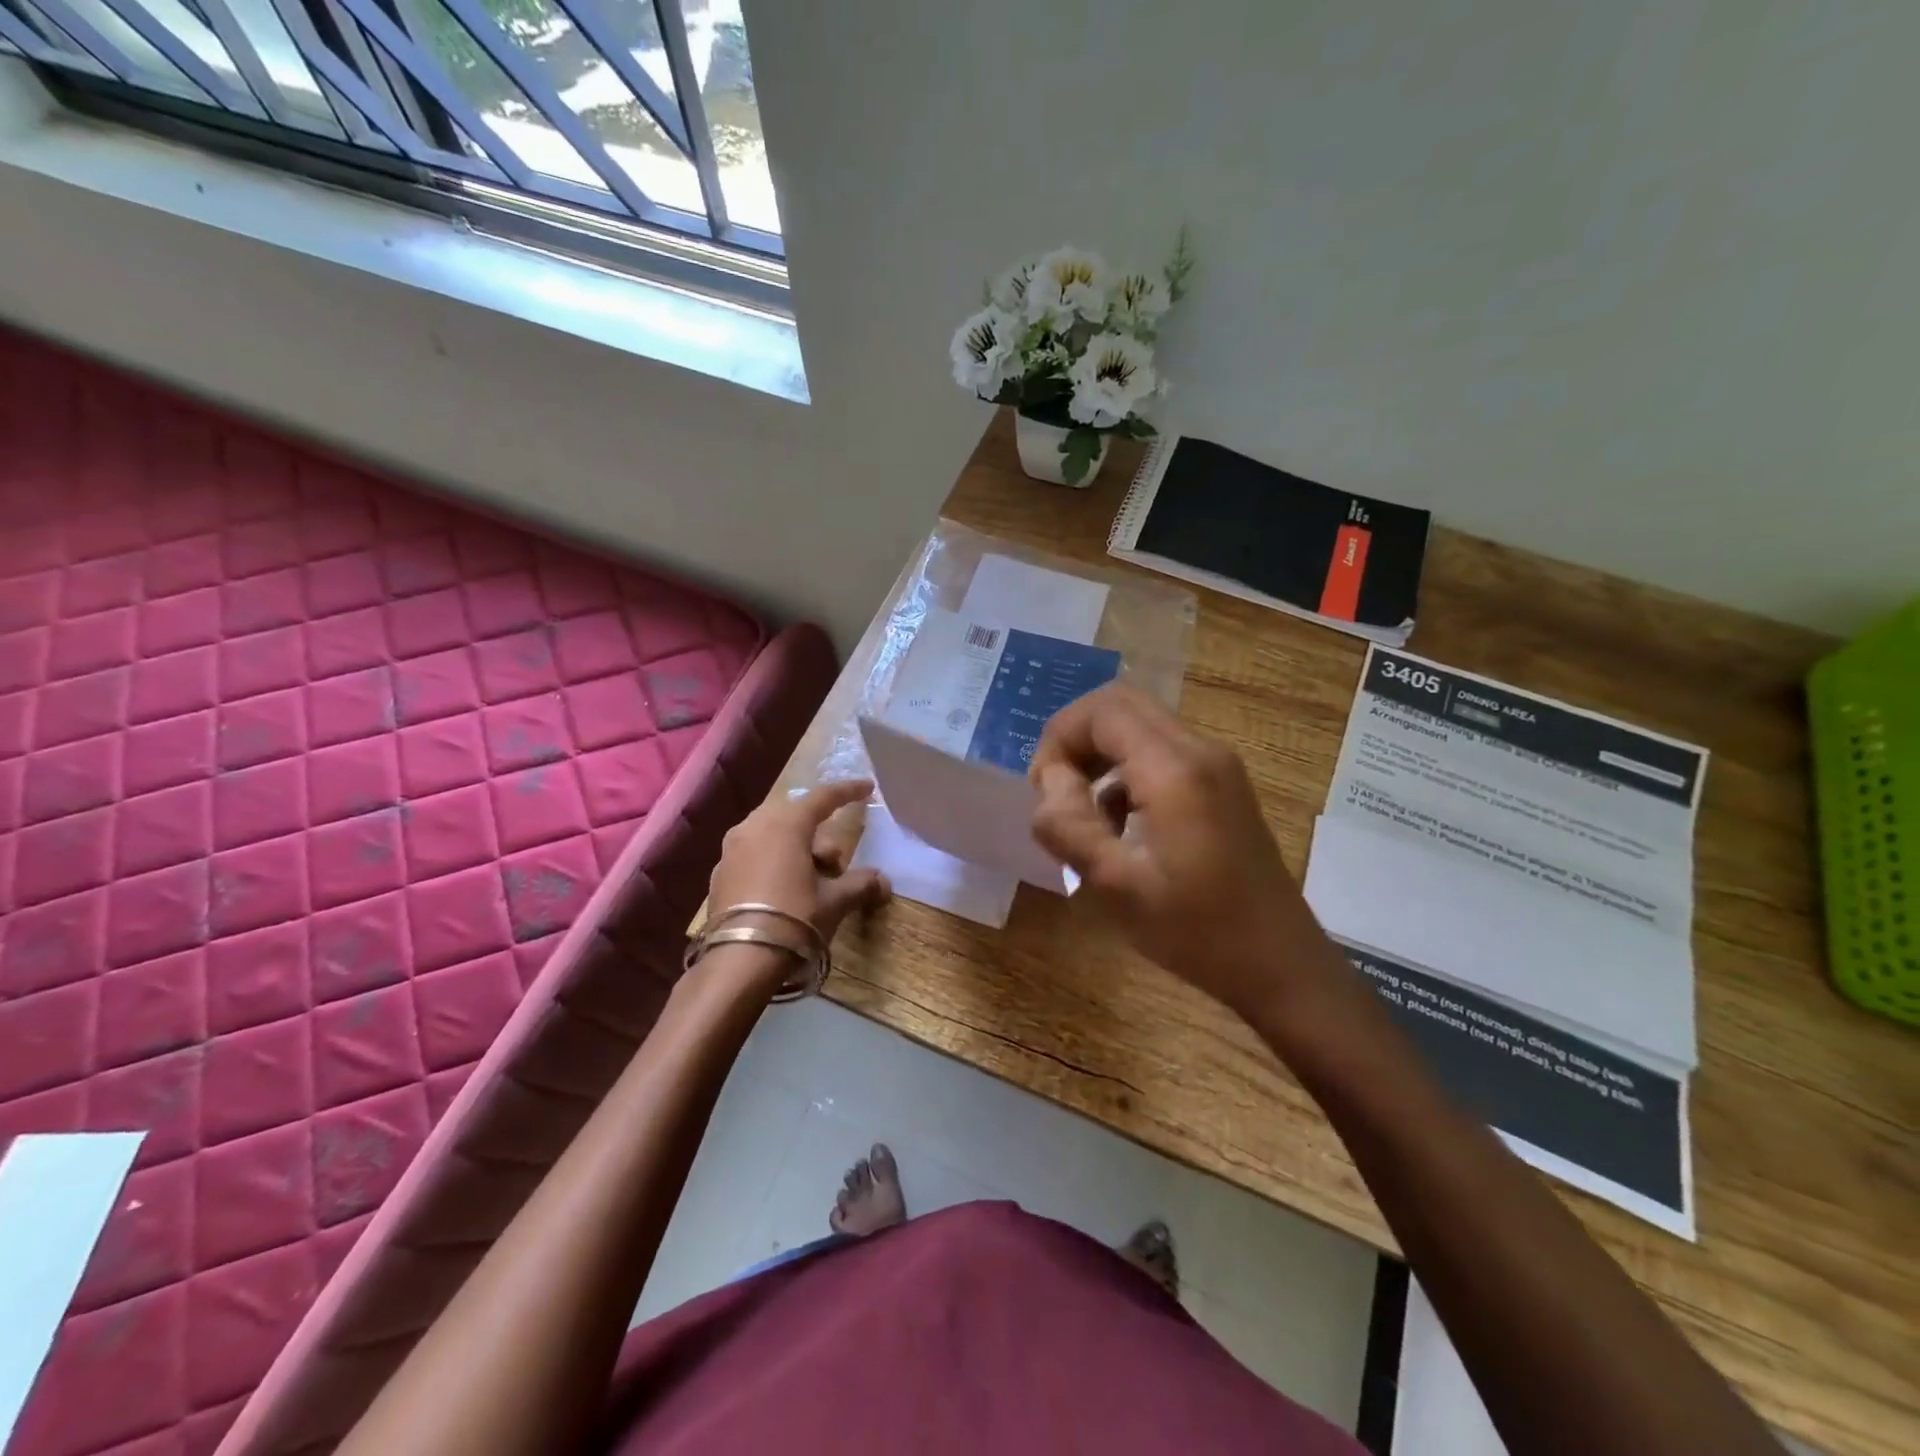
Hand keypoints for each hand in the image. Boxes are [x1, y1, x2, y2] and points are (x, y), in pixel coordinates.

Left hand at [707, 779, 892, 946]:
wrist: (739, 960)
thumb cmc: (794, 919)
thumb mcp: (834, 902)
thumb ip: (860, 885)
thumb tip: (883, 882)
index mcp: (786, 824)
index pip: (822, 797)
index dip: (847, 792)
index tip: (866, 788)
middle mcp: (754, 826)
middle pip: (795, 815)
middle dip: (818, 832)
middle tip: (834, 863)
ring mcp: (731, 849)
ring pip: (770, 833)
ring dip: (794, 846)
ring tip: (809, 879)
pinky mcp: (718, 873)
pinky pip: (752, 854)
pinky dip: (771, 861)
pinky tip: (781, 890)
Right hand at [1028, 684, 1346, 1023]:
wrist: (1280, 964)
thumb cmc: (1197, 931)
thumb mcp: (1116, 887)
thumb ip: (1069, 826)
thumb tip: (1050, 783)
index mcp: (1175, 769)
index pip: (1101, 711)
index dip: (1059, 739)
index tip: (1043, 791)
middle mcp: (1200, 751)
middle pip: (1121, 705)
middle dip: (1076, 740)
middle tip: (1057, 793)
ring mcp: (1217, 765)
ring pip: (1140, 726)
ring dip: (1100, 757)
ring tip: (1085, 817)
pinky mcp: (1223, 784)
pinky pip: (1161, 752)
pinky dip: (1126, 772)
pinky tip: (1119, 827)